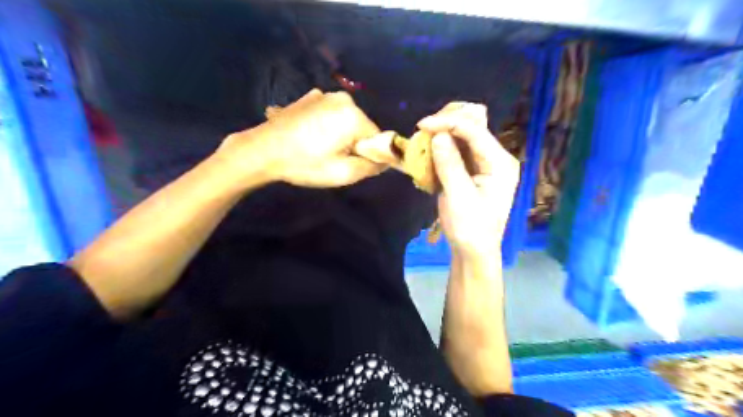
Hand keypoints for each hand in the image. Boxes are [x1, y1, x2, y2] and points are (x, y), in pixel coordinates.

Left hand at [219, 89, 385, 188]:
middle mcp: (342, 98)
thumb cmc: (304, 163)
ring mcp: (323, 95)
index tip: (352, 164)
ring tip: (318, 149)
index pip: (377, 138)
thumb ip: (372, 167)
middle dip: (354, 144)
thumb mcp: (343, 173)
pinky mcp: (309, 97)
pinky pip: (329, 114)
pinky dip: (326, 126)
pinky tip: (309, 137)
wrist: (261, 151)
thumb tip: (386, 161)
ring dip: (340, 135)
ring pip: (345, 121)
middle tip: (333, 159)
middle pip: (362, 127)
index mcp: (354, 115)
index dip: (369, 155)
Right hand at [421, 103, 518, 258]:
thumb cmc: (470, 228)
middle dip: (447, 123)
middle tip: (423, 131)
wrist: (474, 252)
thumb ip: (450, 164)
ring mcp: (485, 163)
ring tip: (423, 139)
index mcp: (500, 163)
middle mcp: (495, 157)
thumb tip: (438, 135)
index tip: (422, 125)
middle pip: (473, 126)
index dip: (448, 122)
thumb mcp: (459, 197)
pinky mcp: (473, 170)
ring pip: (464, 136)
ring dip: (443, 134)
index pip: (475, 130)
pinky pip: (458, 150)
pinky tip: (429, 151)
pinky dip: (443, 147)